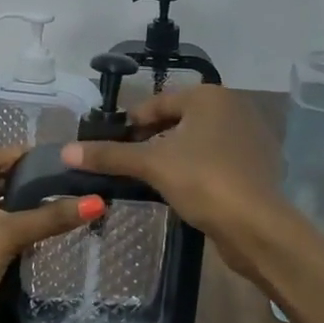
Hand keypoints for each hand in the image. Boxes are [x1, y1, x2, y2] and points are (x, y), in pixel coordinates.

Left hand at [0, 144, 103, 322]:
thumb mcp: (6, 234)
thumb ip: (51, 217)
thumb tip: (98, 202)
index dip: (31, 154)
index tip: (68, 155)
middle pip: (2, 182)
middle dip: (35, 181)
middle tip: (78, 179)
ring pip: (5, 209)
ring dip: (32, 208)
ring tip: (75, 200)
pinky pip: (4, 232)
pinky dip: (25, 230)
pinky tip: (55, 230)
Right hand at [59, 85, 283, 264]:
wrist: (257, 226)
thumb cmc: (203, 181)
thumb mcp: (152, 165)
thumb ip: (110, 155)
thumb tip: (66, 151)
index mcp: (209, 96)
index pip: (158, 102)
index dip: (131, 123)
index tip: (110, 144)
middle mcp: (233, 106)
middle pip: (178, 119)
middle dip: (152, 138)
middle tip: (127, 161)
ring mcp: (249, 135)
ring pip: (198, 139)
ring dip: (173, 154)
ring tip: (150, 177)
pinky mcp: (257, 163)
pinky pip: (216, 157)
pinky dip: (197, 167)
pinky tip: (182, 189)